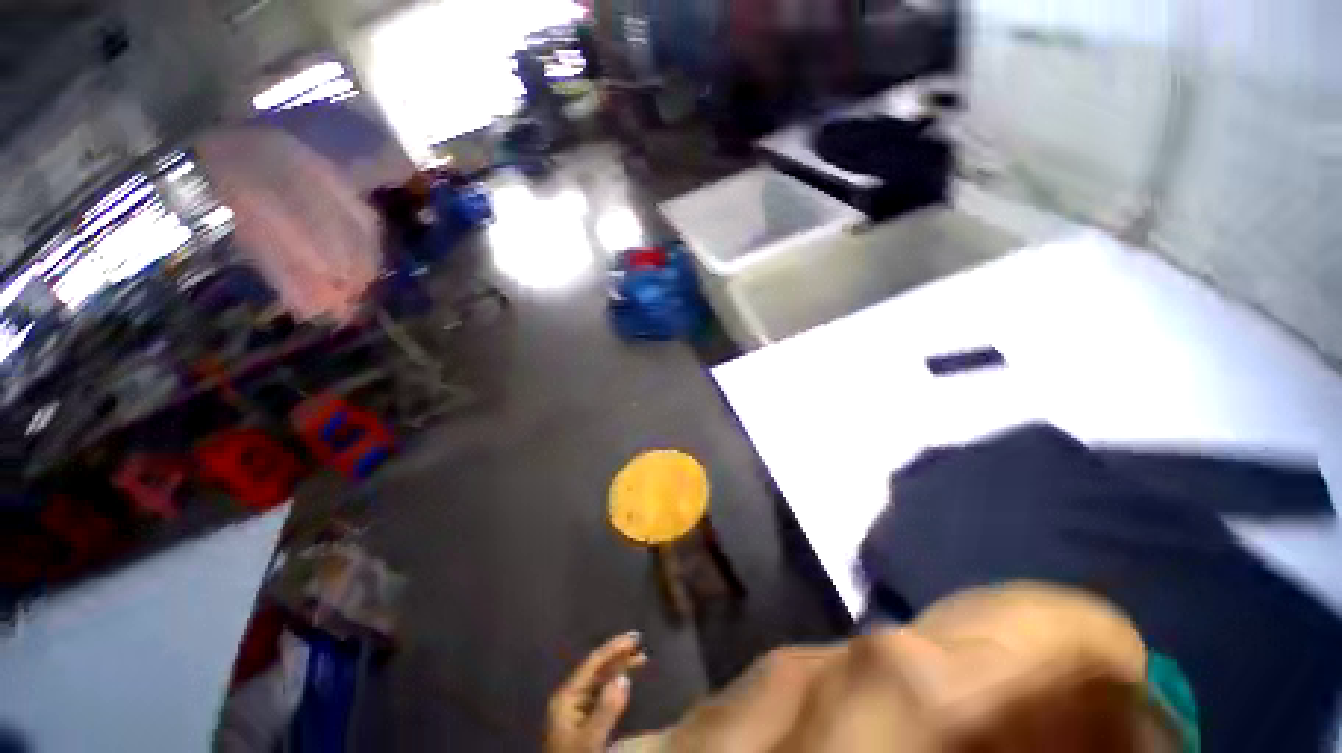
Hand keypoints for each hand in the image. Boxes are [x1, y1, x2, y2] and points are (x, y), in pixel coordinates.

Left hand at [546, 632, 648, 752]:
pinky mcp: (578, 724)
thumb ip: (606, 709)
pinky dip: (613, 685)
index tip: (635, 638)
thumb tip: (624, 677)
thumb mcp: (590, 741)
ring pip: (597, 681)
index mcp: (566, 697)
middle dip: (618, 656)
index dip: (614, 647)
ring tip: (639, 660)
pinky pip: (598, 694)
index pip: (593, 663)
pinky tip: (623, 684)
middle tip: (641, 646)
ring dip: (618, 669)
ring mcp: (572, 711)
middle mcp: (568, 698)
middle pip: (595, 669)